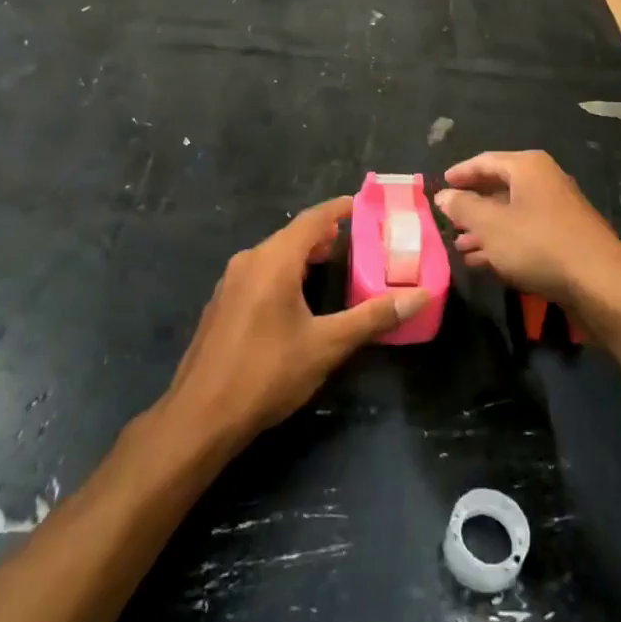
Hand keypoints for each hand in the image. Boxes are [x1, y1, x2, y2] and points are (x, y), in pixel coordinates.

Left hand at [164, 197, 428, 448]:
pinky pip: (259, 272)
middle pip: (292, 235)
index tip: (362, 204)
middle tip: (356, 239)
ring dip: (303, 254)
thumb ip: (373, 316)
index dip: (338, 209)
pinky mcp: (221, 304)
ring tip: (331, 263)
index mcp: (274, 260)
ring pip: (273, 254)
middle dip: (324, 234)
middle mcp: (249, 261)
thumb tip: (420, 296)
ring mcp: (230, 282)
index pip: (312, 219)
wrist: (200, 417)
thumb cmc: (267, 372)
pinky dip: (284, 271)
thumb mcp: (327, 345)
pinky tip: (297, 296)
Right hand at [434, 152, 620, 318]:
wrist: (600, 283)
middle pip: (499, 187)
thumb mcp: (491, 225)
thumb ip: (463, 207)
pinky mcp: (565, 238)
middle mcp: (545, 181)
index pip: (485, 161)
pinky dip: (503, 244)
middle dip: (472, 206)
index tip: (440, 185)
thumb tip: (443, 195)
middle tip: (447, 220)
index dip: (460, 173)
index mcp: (528, 167)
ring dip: (484, 230)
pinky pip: (525, 234)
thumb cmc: (539, 244)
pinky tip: (484, 263)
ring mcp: (557, 210)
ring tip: (459, 247)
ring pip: (511, 214)